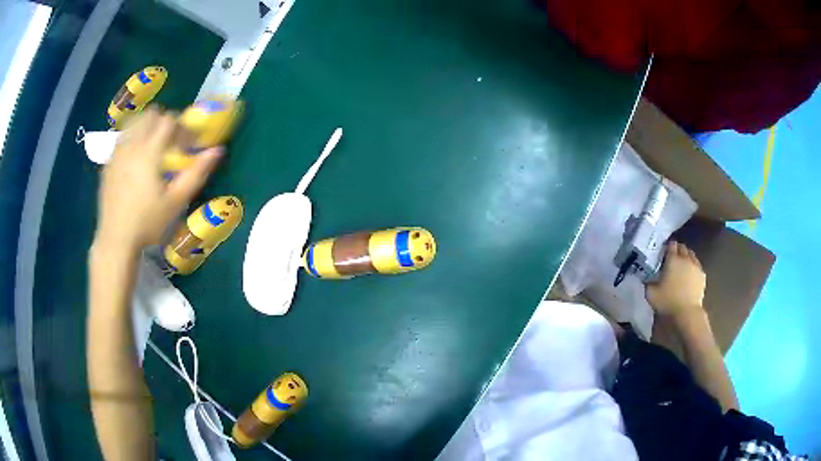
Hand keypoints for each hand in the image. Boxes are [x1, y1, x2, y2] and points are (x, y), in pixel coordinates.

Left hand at [94, 107, 222, 252]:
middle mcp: (131, 145)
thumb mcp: (176, 201)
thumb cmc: (148, 223)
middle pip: (150, 115)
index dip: (181, 127)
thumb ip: (197, 173)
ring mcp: (117, 153)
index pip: (168, 120)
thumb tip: (218, 150)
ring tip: (152, 149)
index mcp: (149, 151)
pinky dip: (132, 140)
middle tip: (170, 143)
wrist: (116, 240)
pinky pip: (122, 139)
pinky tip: (135, 161)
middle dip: (163, 122)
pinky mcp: (108, 164)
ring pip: (134, 123)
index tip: (186, 144)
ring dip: (147, 128)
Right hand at [646, 241, 705, 321]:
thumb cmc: (667, 302)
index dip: (667, 246)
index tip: (663, 251)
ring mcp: (695, 266)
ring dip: (686, 256)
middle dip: (677, 249)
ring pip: (691, 254)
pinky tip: (690, 273)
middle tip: (672, 257)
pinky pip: (697, 265)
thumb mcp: (651, 294)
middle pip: (682, 247)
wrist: (687, 313)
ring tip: (682, 264)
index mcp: (673, 259)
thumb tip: (647, 278)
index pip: (671, 244)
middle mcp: (685, 259)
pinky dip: (693, 266)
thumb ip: (648, 282)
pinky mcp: (702, 275)